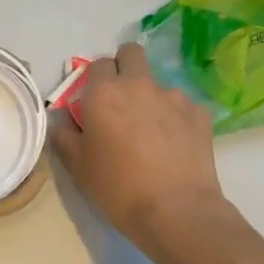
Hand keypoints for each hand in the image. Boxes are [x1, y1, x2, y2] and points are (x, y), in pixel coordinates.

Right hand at [50, 41, 230, 259]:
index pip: (97, 64)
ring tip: (152, 134)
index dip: (95, 79)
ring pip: (158, 83)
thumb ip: (64, 136)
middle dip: (125, 67)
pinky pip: (182, 106)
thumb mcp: (77, 167)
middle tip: (121, 100)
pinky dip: (175, 118)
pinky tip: (174, 146)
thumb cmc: (117, 188)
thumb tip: (62, 122)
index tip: (94, 101)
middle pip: (132, 53)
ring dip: (151, 98)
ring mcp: (174, 97)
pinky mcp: (200, 114)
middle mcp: (139, 85)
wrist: (175, 211)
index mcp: (104, 93)